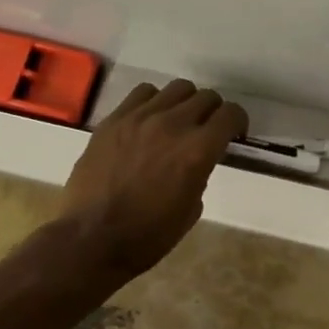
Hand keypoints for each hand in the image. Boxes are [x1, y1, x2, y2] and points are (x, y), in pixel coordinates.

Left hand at [60, 79, 248, 280]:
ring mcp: (141, 118)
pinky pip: (143, 93)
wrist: (90, 240)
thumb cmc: (147, 236)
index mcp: (198, 150)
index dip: (238, 122)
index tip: (233, 134)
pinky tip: (148, 120)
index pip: (231, 114)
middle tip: (205, 130)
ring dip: (185, 103)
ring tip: (176, 121)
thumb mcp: (191, 210)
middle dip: (213, 112)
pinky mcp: (114, 119)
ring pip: (177, 88)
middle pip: (206, 97)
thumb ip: (200, 173)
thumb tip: (196, 160)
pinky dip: (154, 102)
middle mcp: (173, 125)